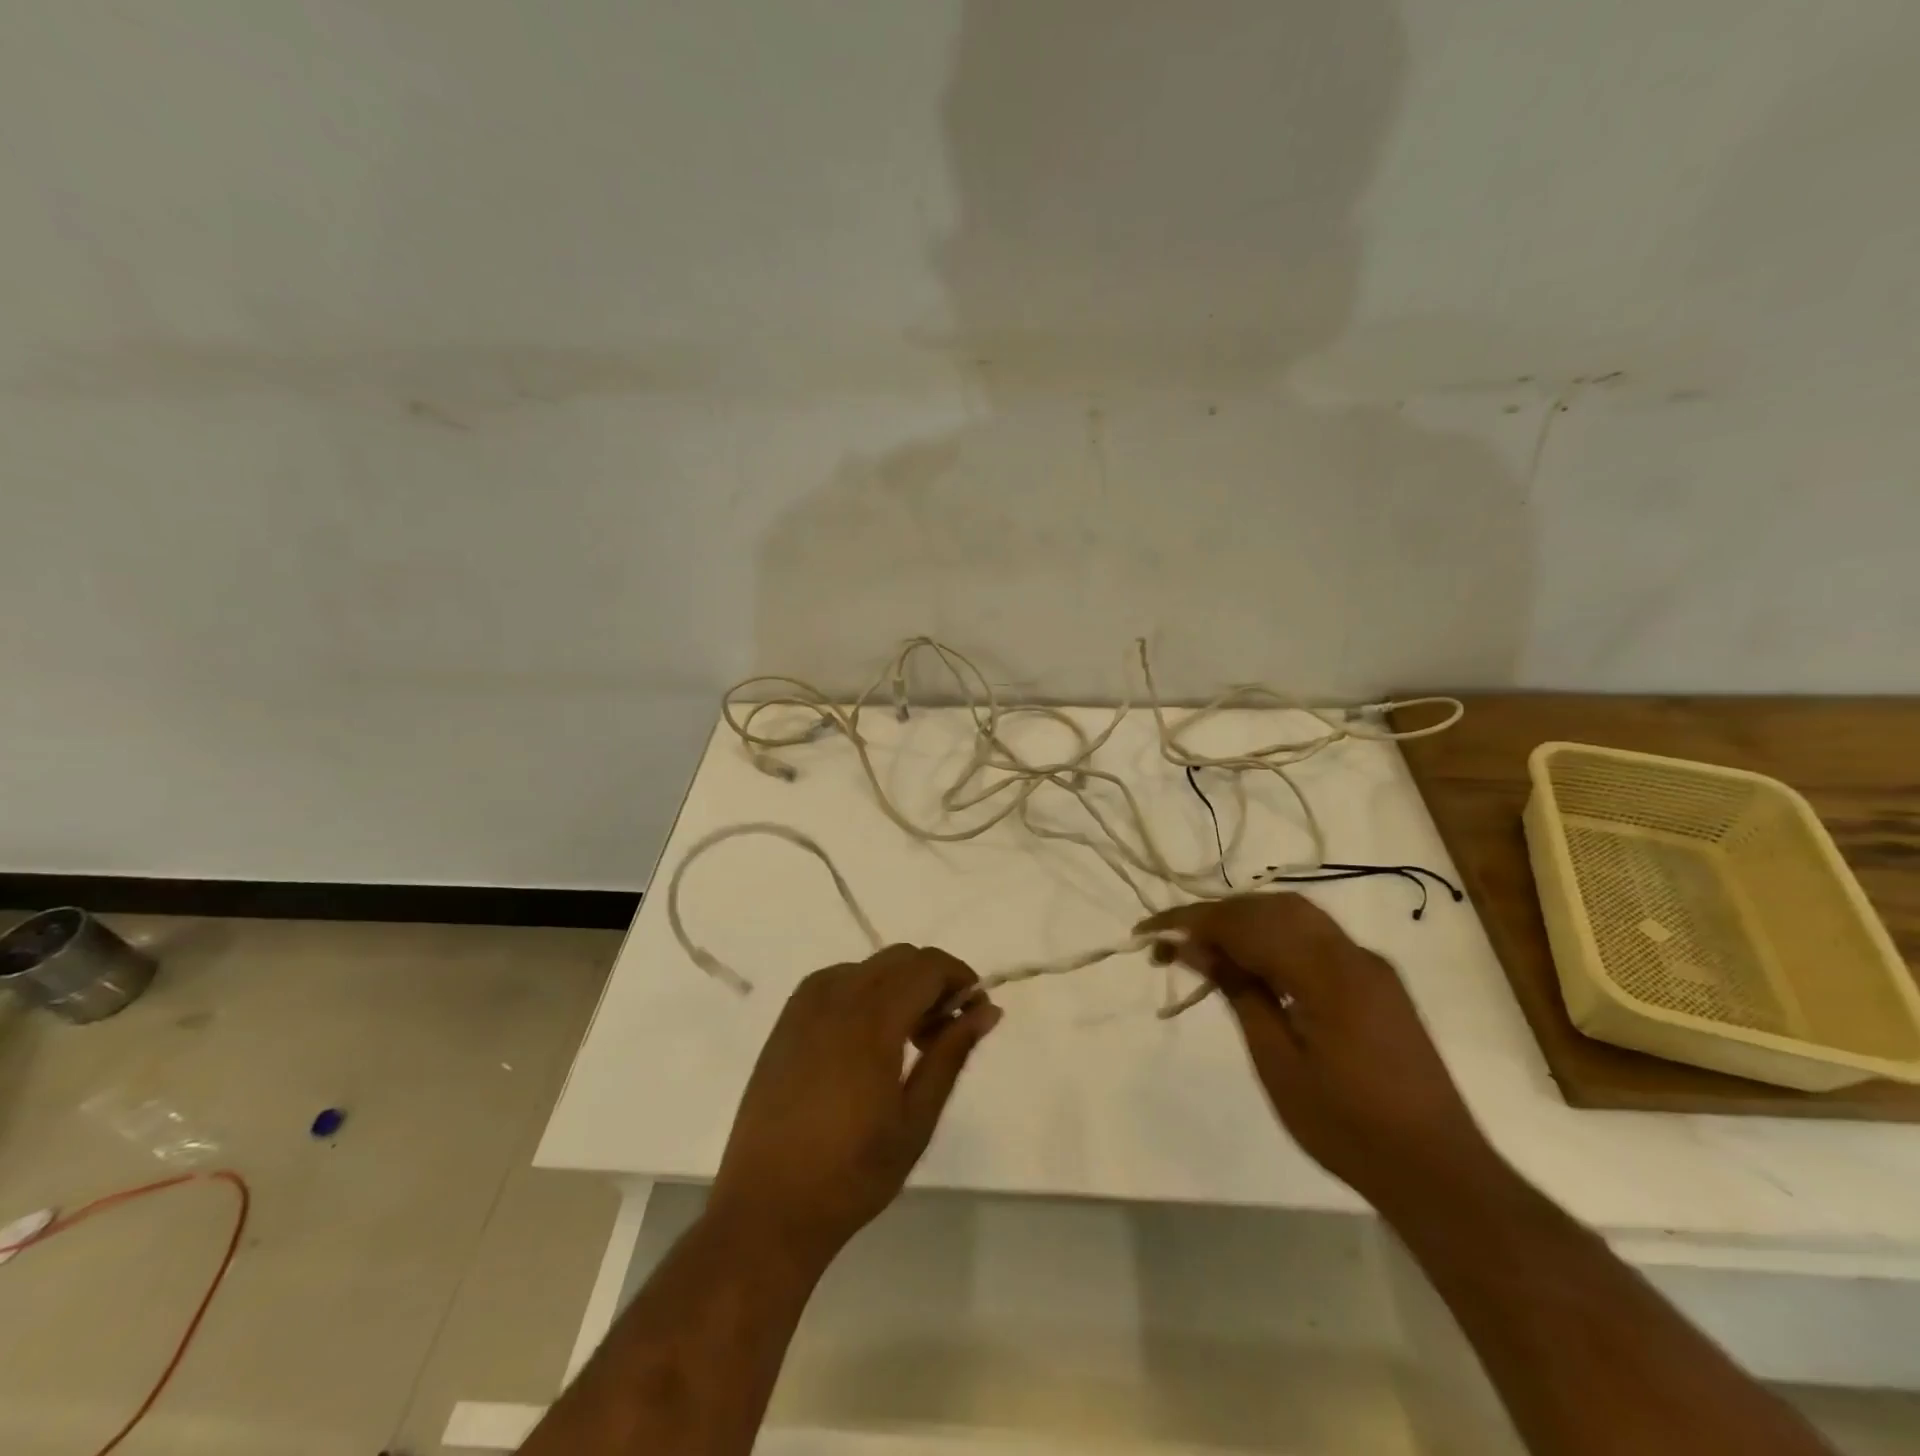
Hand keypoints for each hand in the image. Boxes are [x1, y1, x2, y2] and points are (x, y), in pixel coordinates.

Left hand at [709, 945, 1000, 1261]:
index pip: (928, 966)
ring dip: (899, 986)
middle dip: (932, 982)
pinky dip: (866, 993)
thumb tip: (987, 1010)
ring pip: (870, 966)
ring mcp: (805, 1004)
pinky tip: (866, 1042)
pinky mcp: (786, 1020)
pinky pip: (837, 981)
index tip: (974, 1014)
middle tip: (941, 1034)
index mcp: (871, 1018)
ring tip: (906, 1042)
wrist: (767, 1208)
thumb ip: (951, 1054)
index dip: (960, 978)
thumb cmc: (852, 1173)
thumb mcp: (916, 1119)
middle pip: (901, 958)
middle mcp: (836, 996)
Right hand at [1137, 893, 1492, 1208]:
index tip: (1147, 933)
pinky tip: (1253, 964)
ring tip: (1205, 950)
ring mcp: (1369, 965)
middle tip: (1173, 945)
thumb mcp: (1277, 1063)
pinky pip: (1316, 939)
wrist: (1439, 1172)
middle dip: (1216, 916)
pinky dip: (1275, 938)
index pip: (1244, 924)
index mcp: (1327, 973)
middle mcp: (1351, 954)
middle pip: (1270, 908)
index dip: (1191, 922)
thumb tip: (1196, 947)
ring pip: (1295, 916)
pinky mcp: (1376, 981)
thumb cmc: (1346, 1127)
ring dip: (1245, 922)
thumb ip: (1239, 993)